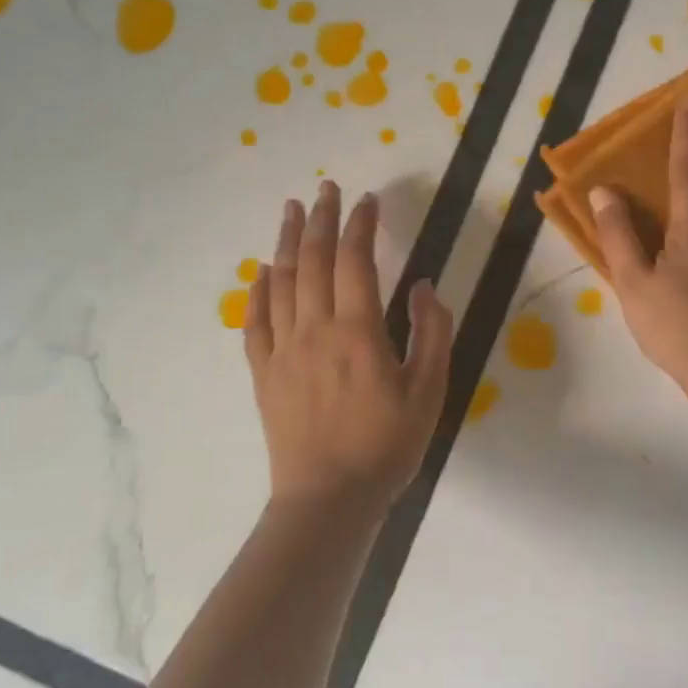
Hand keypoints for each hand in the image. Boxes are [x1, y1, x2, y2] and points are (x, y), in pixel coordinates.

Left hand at [244, 182, 453, 515]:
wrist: (329, 500)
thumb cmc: (386, 446)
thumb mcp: (429, 391)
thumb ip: (431, 333)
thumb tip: (422, 286)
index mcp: (357, 331)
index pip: (356, 261)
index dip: (362, 225)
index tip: (368, 200)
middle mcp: (314, 329)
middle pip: (314, 260)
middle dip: (322, 218)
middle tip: (326, 188)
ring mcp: (283, 350)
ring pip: (281, 282)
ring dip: (288, 241)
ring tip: (291, 210)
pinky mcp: (263, 373)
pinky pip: (255, 321)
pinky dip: (258, 290)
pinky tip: (261, 270)